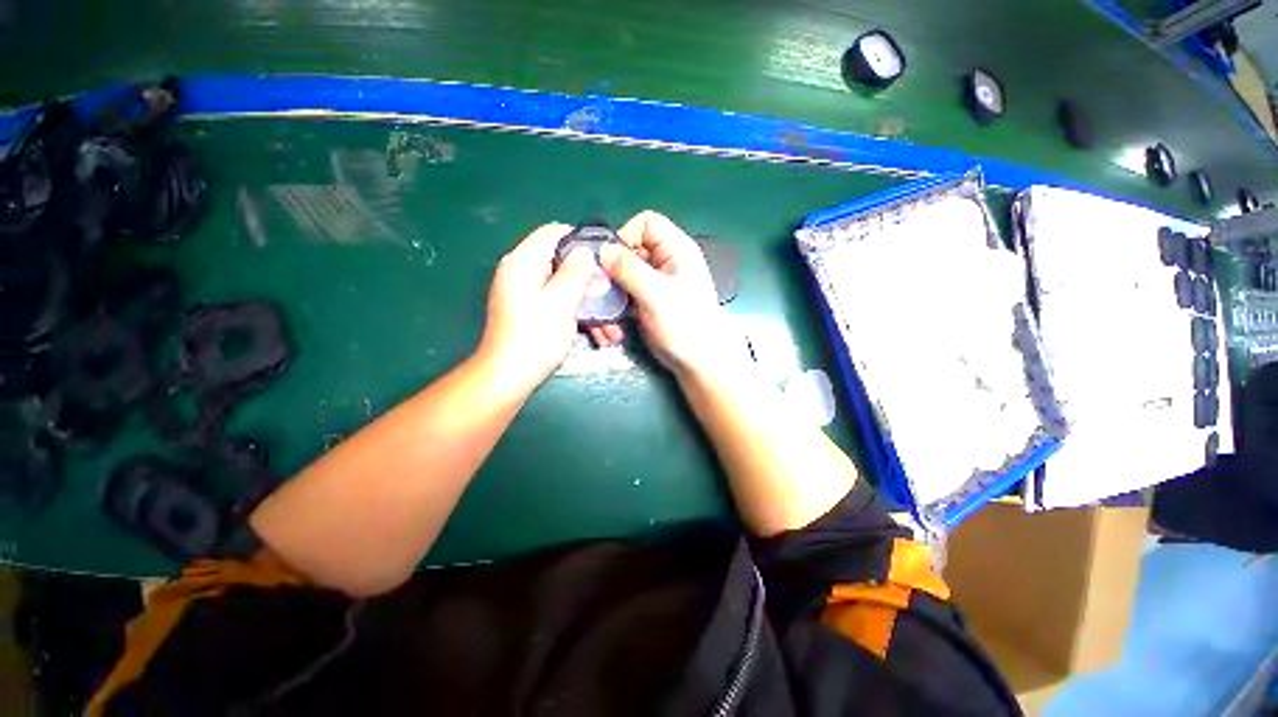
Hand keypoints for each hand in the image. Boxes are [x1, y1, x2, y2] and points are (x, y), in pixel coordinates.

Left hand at [479, 223, 595, 392]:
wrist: (508, 376)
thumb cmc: (535, 337)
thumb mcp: (561, 301)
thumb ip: (575, 272)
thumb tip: (585, 251)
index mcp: (522, 262)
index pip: (552, 233)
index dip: (580, 240)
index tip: (604, 257)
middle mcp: (520, 272)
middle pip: (560, 261)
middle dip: (588, 277)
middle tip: (610, 291)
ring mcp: (524, 293)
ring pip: (562, 285)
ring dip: (586, 299)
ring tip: (609, 319)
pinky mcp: (529, 311)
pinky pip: (556, 301)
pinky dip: (575, 311)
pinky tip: (596, 330)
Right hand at [595, 211, 732, 378]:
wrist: (697, 361)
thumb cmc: (686, 325)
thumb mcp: (657, 295)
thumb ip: (629, 270)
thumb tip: (602, 250)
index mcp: (676, 250)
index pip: (646, 223)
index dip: (626, 236)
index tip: (610, 260)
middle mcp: (665, 261)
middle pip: (630, 249)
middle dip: (612, 269)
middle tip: (599, 289)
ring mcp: (654, 282)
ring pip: (623, 273)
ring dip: (610, 291)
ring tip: (604, 311)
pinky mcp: (646, 300)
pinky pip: (624, 292)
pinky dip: (615, 305)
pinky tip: (613, 323)